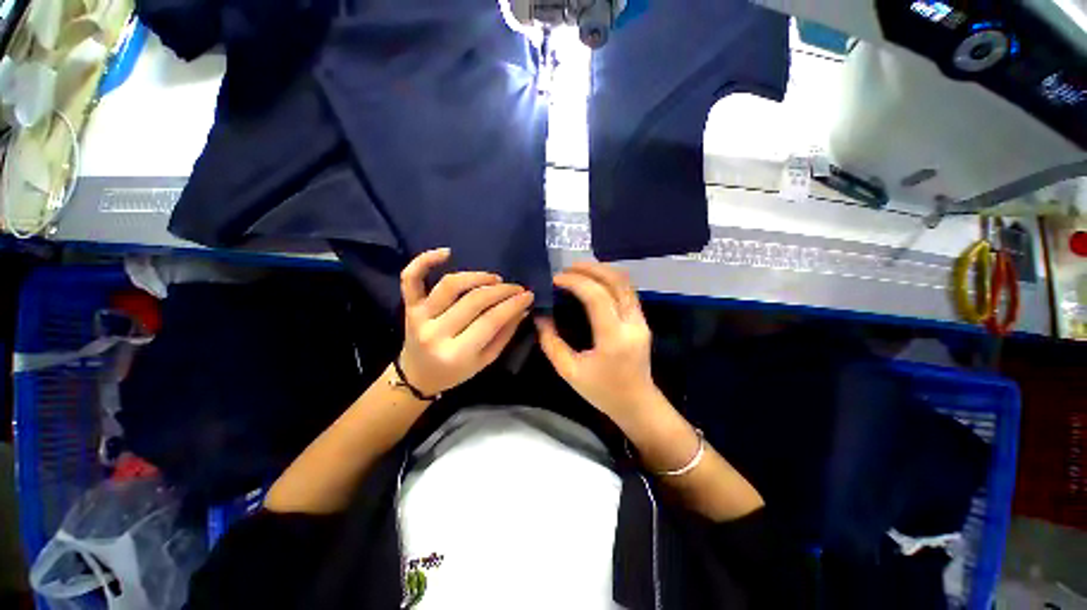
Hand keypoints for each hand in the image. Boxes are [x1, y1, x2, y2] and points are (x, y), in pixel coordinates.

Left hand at [399, 248, 533, 395]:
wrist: (418, 375)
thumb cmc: (455, 372)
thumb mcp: (485, 360)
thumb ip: (505, 334)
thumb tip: (522, 308)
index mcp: (457, 353)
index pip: (491, 320)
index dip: (512, 304)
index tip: (528, 295)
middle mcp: (436, 332)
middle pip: (474, 300)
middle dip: (501, 290)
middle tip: (516, 288)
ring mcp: (419, 316)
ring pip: (450, 285)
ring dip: (477, 276)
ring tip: (494, 279)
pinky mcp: (409, 306)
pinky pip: (411, 278)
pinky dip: (424, 260)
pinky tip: (447, 252)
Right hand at [535, 262, 659, 426]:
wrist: (637, 404)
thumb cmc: (602, 392)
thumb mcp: (569, 371)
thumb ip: (551, 342)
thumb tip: (540, 317)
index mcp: (613, 339)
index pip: (597, 297)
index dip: (575, 282)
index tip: (556, 280)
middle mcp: (632, 324)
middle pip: (616, 282)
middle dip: (590, 269)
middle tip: (567, 269)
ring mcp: (641, 321)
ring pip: (625, 283)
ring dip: (601, 271)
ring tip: (578, 270)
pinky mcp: (642, 321)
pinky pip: (627, 291)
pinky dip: (609, 280)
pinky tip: (593, 282)